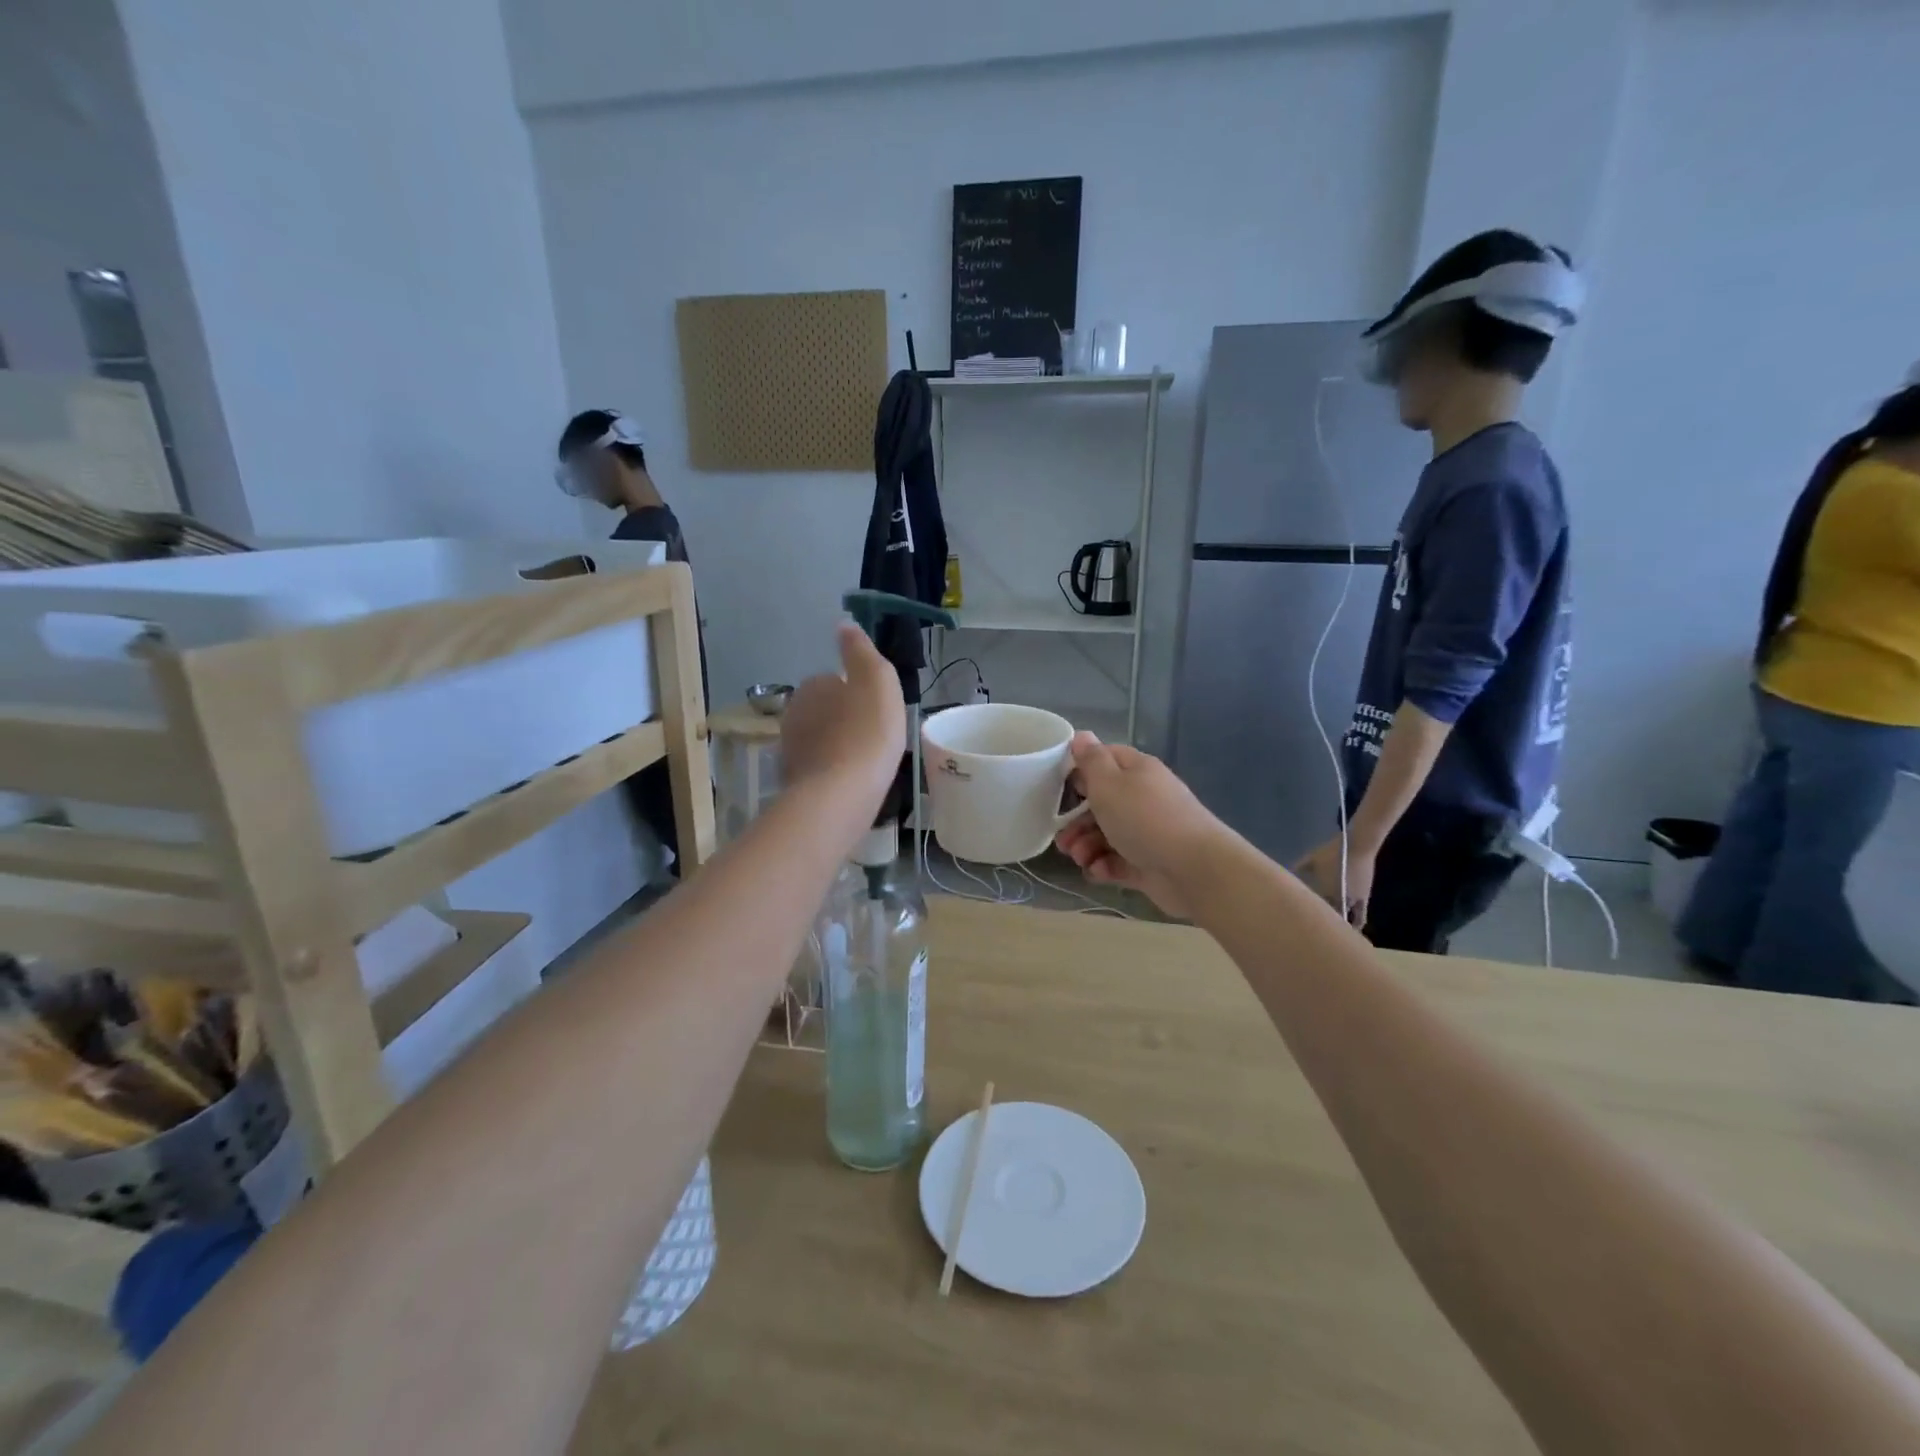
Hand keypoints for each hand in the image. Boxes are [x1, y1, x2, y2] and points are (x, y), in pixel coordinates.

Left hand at [781, 624, 904, 808]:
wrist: (841, 794)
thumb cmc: (867, 732)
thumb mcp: (877, 680)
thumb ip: (860, 650)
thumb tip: (844, 624)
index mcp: (813, 686)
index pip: (835, 681)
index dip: (858, 695)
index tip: (877, 712)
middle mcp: (793, 712)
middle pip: (825, 710)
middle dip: (845, 720)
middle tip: (874, 737)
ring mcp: (790, 748)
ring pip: (820, 739)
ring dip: (838, 746)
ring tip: (865, 762)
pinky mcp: (793, 780)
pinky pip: (818, 768)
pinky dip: (832, 771)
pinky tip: (850, 783)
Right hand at [1053, 733, 1220, 917]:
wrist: (1193, 869)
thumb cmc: (1144, 818)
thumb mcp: (1109, 783)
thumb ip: (1091, 760)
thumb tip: (1082, 735)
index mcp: (1136, 771)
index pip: (1104, 760)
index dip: (1079, 771)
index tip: (1058, 787)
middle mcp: (1143, 797)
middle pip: (1101, 803)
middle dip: (1076, 821)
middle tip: (1062, 839)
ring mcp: (1147, 832)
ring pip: (1106, 835)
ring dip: (1086, 846)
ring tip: (1080, 858)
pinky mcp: (1148, 863)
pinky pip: (1118, 861)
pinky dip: (1104, 866)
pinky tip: (1097, 872)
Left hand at [1296, 835, 1373, 926]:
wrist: (1357, 847)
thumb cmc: (1332, 853)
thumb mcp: (1311, 858)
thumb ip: (1300, 866)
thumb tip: (1288, 871)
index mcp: (1325, 892)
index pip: (1318, 909)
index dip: (1312, 916)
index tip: (1305, 923)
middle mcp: (1340, 899)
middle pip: (1333, 917)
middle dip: (1328, 925)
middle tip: (1321, 934)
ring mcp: (1354, 900)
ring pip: (1349, 919)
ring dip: (1344, 926)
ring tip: (1340, 936)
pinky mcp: (1365, 897)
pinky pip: (1361, 914)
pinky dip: (1358, 921)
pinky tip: (1356, 927)